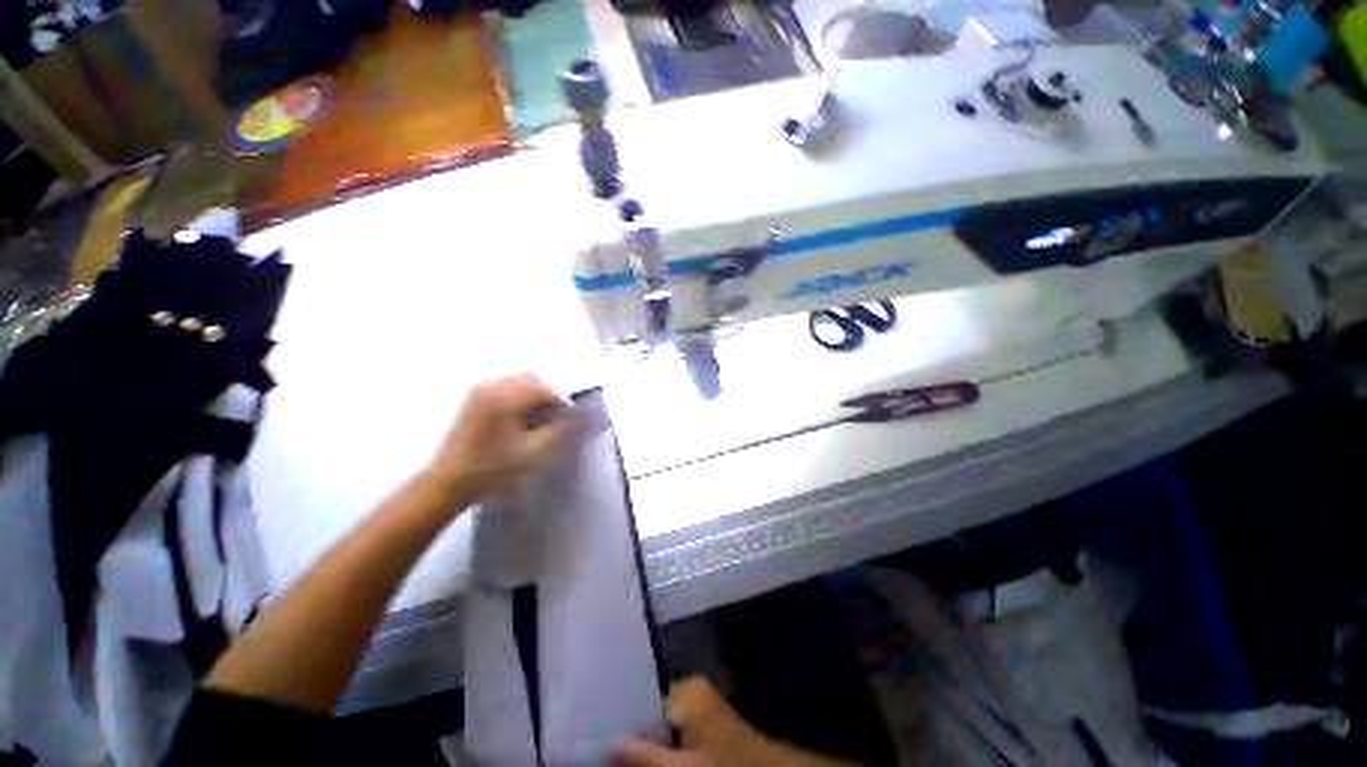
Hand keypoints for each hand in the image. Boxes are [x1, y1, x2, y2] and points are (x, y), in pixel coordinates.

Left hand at [426, 374, 568, 502]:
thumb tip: (576, 415)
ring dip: (534, 398)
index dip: (562, 403)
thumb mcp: (532, 453)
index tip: (571, 420)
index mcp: (504, 398)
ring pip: (519, 383)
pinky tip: (521, 422)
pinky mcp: (474, 400)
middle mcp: (491, 387)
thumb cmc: (492, 470)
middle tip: (556, 421)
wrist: (448, 483)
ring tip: (539, 423)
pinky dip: (520, 400)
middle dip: (548, 398)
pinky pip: (506, 389)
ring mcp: (479, 392)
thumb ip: (559, 430)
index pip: (544, 389)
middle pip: (531, 380)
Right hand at [612, 679, 854, 766]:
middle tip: (604, 754)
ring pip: (659, 726)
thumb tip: (605, 743)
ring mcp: (698, 707)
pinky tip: (648, 760)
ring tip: (619, 756)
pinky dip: (660, 749)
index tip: (595, 739)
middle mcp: (690, 691)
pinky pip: (673, 733)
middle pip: (648, 713)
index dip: (618, 724)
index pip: (639, 700)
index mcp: (686, 690)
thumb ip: (643, 757)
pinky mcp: (704, 724)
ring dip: (644, 746)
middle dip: (631, 737)